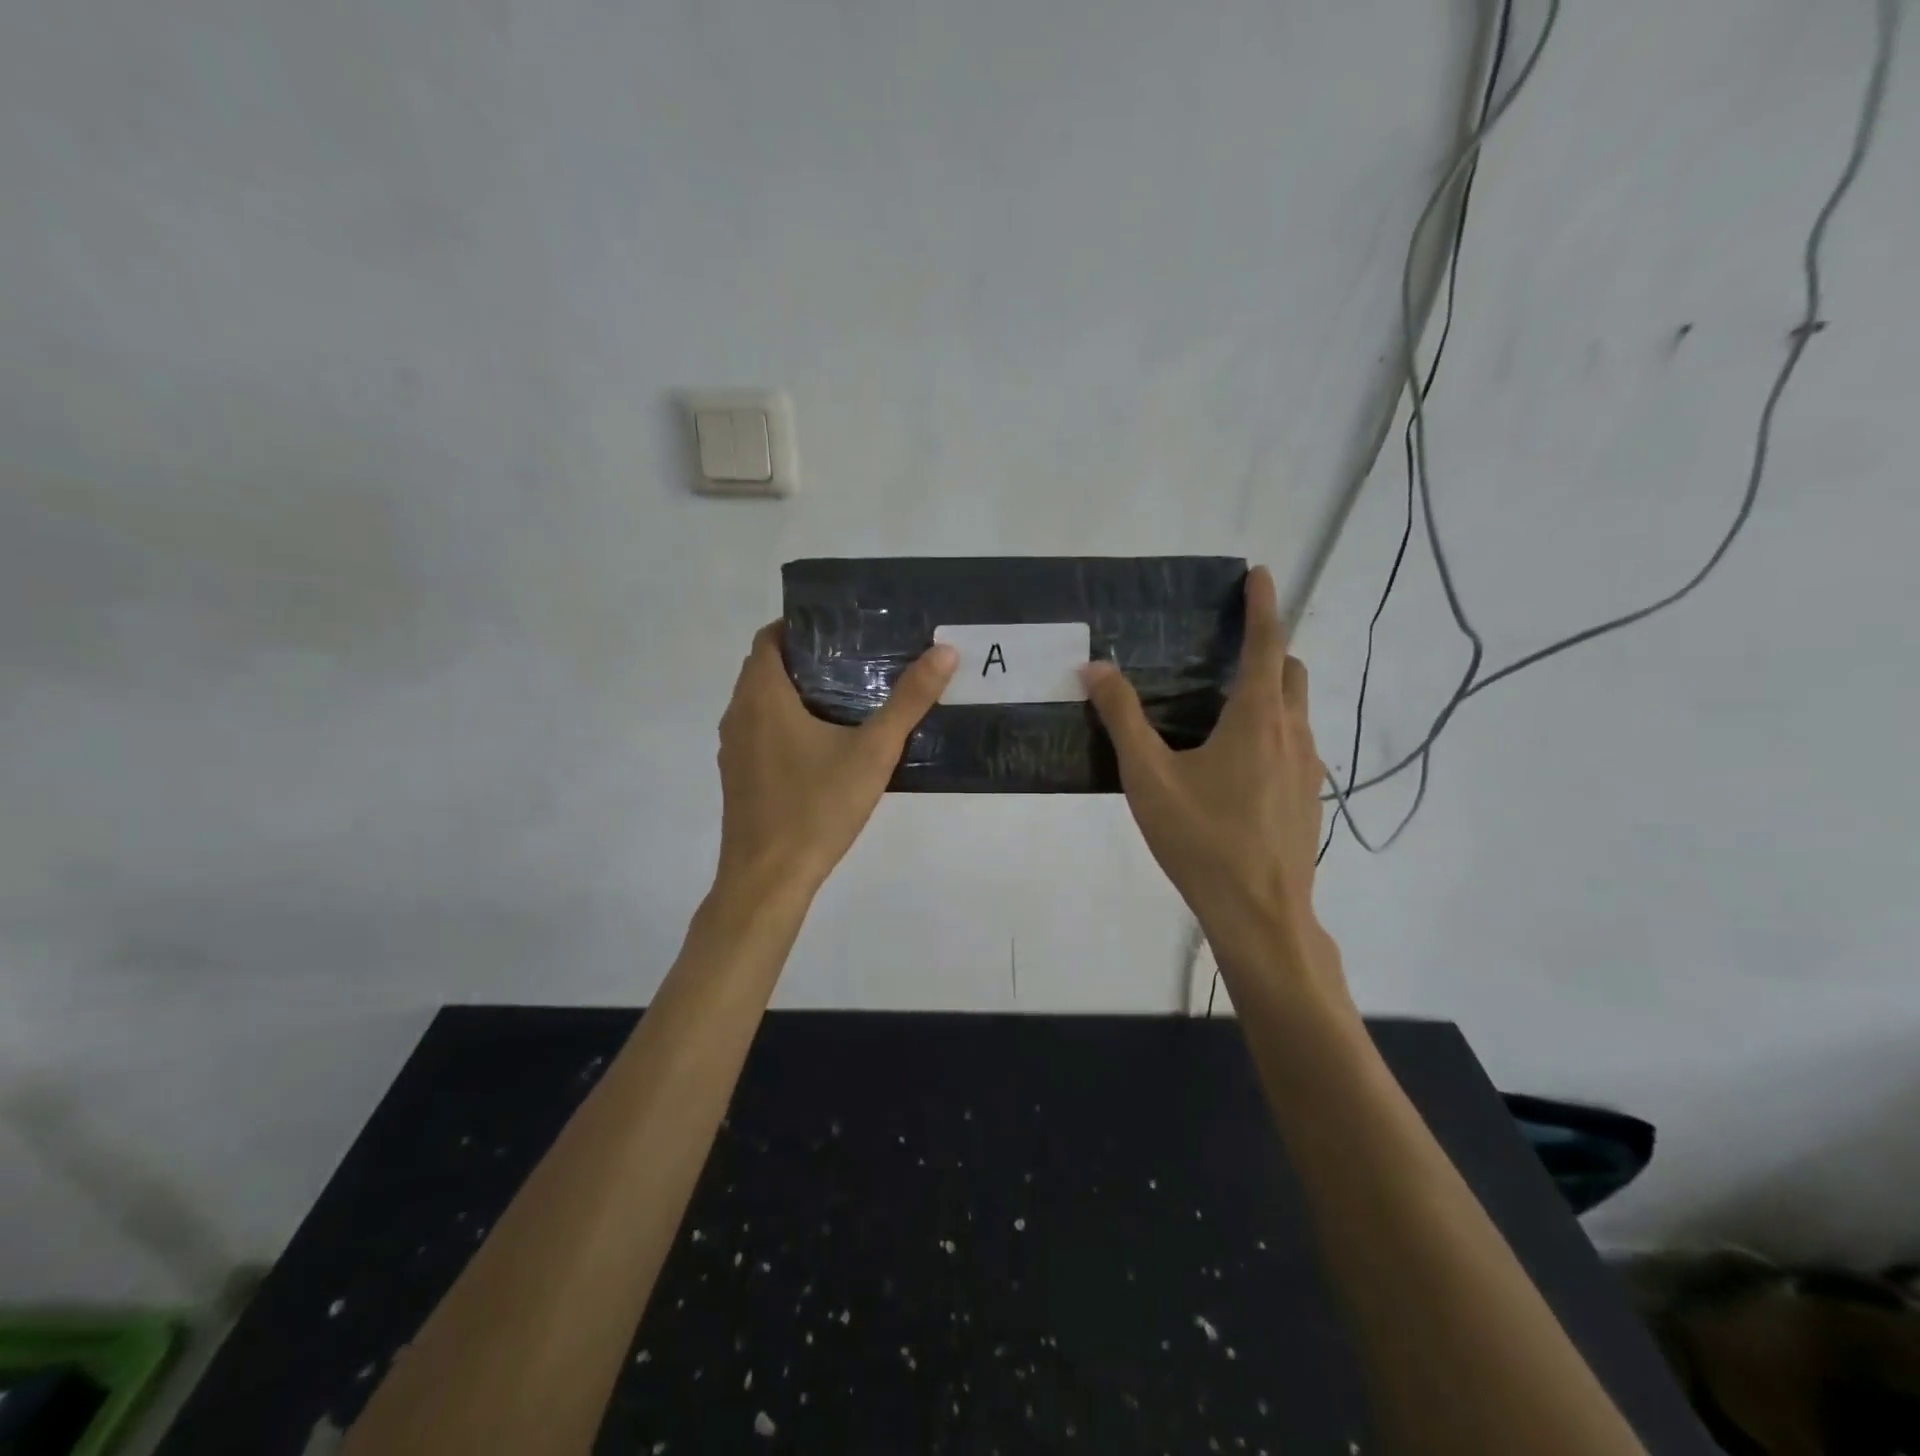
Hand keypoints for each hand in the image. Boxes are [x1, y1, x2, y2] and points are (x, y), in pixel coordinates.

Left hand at [715, 623, 957, 899]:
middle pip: (766, 668)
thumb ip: (909, 701)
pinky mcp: (738, 777)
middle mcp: (738, 714)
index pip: (770, 638)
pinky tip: (825, 745)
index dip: (802, 626)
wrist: (768, 879)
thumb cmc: (817, 808)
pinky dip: (785, 723)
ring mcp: (733, 749)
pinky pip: (760, 732)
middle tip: (856, 660)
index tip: (842, 630)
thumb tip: (945, 652)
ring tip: (847, 697)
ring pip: (761, 703)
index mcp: (762, 696)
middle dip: (806, 659)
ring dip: (795, 693)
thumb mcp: (873, 752)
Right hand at [1082, 566, 1345, 999]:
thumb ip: (1122, 718)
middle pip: (1289, 671)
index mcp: (1257, 717)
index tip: (1259, 573)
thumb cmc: (1202, 838)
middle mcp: (1293, 732)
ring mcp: (1309, 767)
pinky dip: (1273, 730)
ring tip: (1225, 706)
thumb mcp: (1149, 777)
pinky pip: (1296, 744)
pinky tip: (1237, 764)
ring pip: (1296, 710)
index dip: (1262, 604)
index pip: (1266, 643)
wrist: (1261, 913)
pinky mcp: (1310, 797)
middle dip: (1268, 647)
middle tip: (1228, 648)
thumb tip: (1096, 668)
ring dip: (1271, 691)